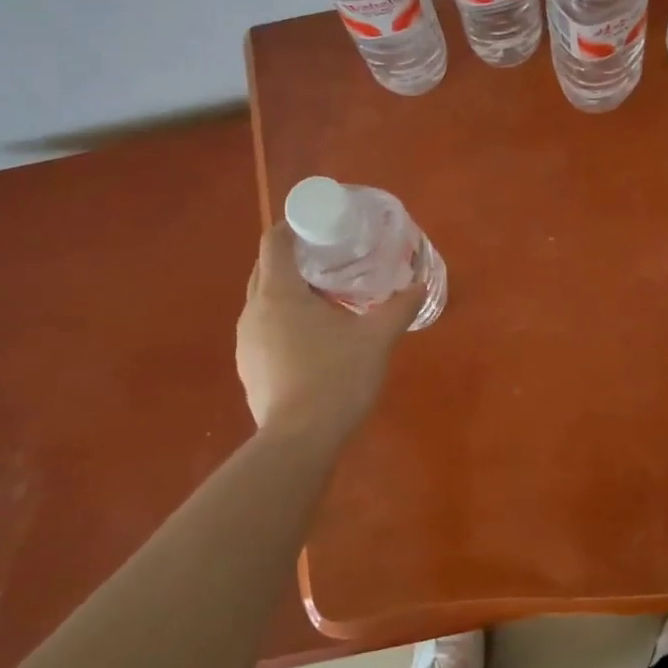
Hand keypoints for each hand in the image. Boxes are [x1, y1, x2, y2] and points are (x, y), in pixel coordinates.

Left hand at [237, 224, 422, 440]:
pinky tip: (313, 339)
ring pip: (264, 302)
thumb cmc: (336, 378)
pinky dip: (284, 322)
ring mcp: (246, 342)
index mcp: (278, 293)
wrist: (299, 441)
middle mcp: (253, 311)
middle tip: (331, 260)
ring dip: (289, 293)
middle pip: (267, 269)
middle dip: (294, 259)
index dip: (295, 226)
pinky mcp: (248, 368)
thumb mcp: (377, 338)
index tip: (321, 226)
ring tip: (326, 299)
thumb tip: (421, 285)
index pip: (275, 241)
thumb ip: (399, 307)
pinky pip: (264, 330)